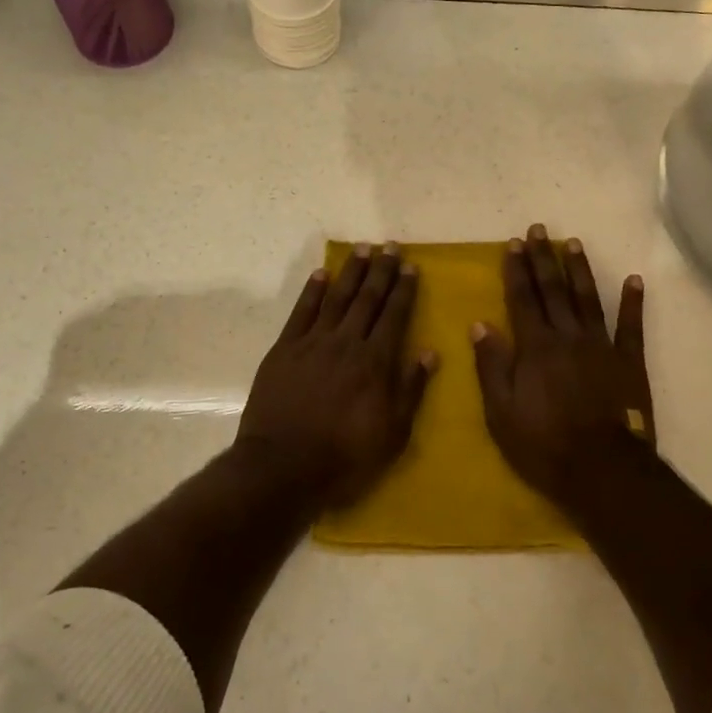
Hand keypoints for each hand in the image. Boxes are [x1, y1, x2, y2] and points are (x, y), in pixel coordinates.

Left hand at [237, 243, 438, 510]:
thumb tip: (429, 353)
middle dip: (380, 271)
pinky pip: (301, 312)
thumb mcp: (392, 434)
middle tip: (389, 246)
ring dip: (350, 272)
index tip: (410, 266)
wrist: (282, 466)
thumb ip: (411, 390)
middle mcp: (346, 343)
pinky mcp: (284, 350)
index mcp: (375, 362)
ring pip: (336, 298)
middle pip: (367, 299)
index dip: (403, 289)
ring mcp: (312, 343)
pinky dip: (312, 291)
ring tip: (361, 249)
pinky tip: (321, 274)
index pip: (394, 315)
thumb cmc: (344, 457)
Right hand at [472, 224, 653, 504]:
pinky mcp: (629, 362)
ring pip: (588, 299)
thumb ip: (492, 365)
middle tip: (539, 230)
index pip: (522, 299)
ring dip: (579, 270)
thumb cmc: (543, 444)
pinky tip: (633, 280)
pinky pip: (631, 326)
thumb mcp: (501, 412)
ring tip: (572, 243)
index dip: (516, 270)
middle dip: (543, 258)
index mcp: (535, 347)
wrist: (602, 470)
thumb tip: (480, 324)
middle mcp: (568, 336)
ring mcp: (601, 346)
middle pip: (553, 290)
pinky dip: (633, 302)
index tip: (513, 244)